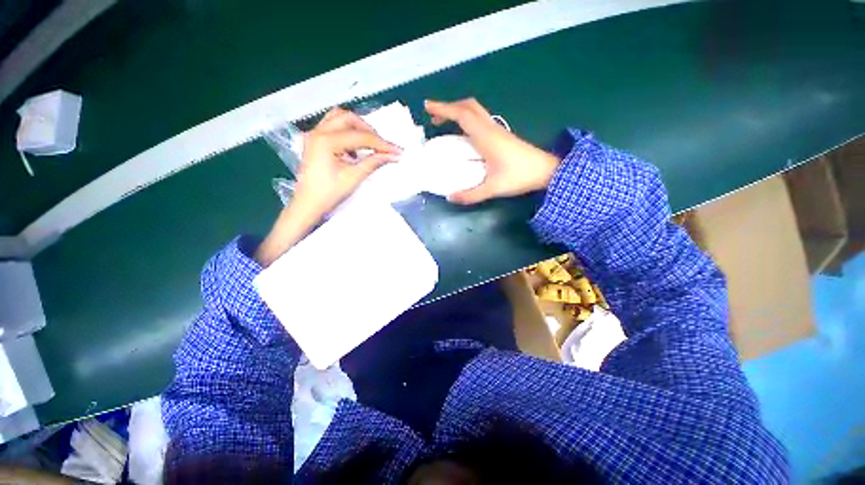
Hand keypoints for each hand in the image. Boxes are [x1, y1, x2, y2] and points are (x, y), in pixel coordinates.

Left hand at [255, 108, 400, 265]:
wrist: (307, 204)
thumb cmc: (329, 193)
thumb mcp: (354, 177)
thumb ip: (374, 162)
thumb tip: (394, 155)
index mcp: (327, 140)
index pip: (361, 136)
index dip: (382, 144)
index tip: (398, 151)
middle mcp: (318, 131)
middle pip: (348, 118)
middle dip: (369, 130)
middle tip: (382, 146)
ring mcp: (314, 134)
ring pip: (339, 118)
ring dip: (357, 127)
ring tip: (369, 143)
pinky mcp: (314, 140)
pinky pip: (332, 126)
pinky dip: (347, 131)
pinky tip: (354, 149)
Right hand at [425, 98, 559, 204]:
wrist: (547, 171)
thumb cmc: (520, 176)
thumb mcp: (493, 188)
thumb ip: (471, 195)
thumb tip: (450, 197)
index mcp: (486, 137)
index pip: (462, 115)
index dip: (443, 109)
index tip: (427, 106)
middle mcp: (491, 128)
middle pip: (468, 106)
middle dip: (449, 107)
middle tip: (434, 116)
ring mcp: (497, 130)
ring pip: (475, 111)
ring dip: (458, 112)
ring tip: (444, 123)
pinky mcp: (501, 136)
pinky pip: (480, 120)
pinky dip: (467, 119)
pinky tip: (463, 133)